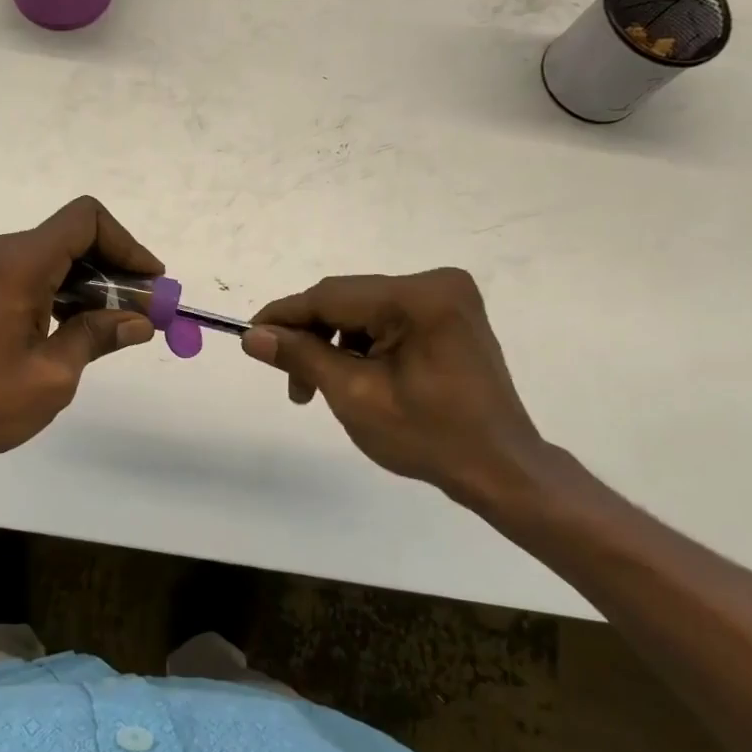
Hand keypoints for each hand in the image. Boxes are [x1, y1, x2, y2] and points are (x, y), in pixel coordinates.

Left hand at [0, 197, 160, 470]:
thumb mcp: (52, 375)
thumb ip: (98, 337)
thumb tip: (139, 322)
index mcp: (19, 262)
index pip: (87, 220)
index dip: (128, 245)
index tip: (151, 284)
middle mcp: (2, 253)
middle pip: (74, 238)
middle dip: (116, 270)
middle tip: (144, 313)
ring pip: (56, 258)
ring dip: (92, 286)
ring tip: (118, 328)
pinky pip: (34, 276)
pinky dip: (65, 294)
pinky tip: (79, 330)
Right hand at [241, 269, 559, 512]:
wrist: (502, 469)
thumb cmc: (430, 438)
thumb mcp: (355, 396)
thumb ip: (301, 356)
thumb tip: (254, 336)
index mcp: (418, 298)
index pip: (332, 296)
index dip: (285, 315)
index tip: (249, 336)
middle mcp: (436, 283)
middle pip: (348, 301)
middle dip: (312, 337)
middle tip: (291, 382)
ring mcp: (447, 297)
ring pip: (364, 311)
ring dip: (335, 344)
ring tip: (321, 388)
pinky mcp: (449, 314)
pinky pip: (387, 319)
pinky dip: (363, 344)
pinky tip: (354, 376)